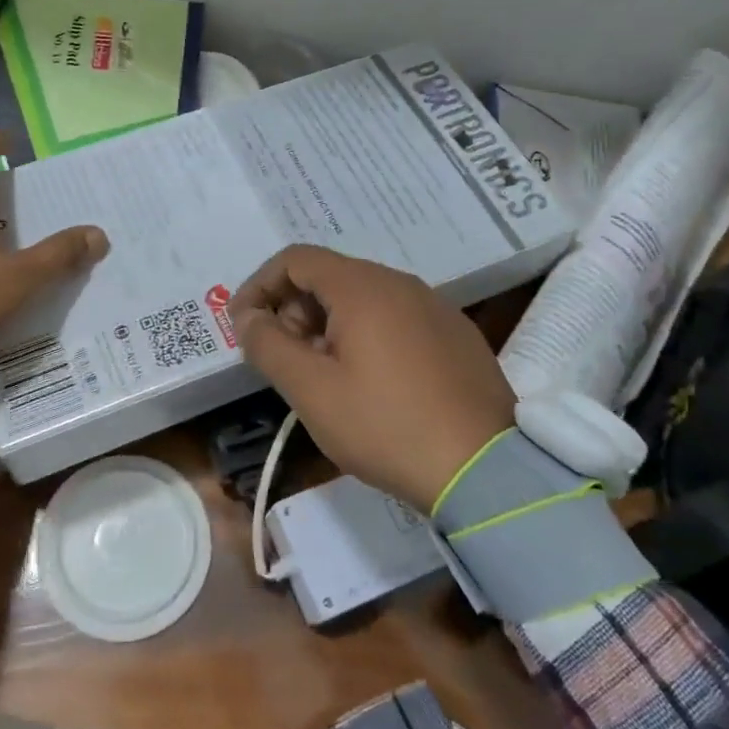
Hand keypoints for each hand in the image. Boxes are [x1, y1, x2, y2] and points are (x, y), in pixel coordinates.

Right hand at [228, 245, 515, 509]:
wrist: (484, 470)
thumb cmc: (386, 426)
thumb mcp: (311, 390)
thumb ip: (269, 345)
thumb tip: (248, 316)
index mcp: (363, 287)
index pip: (295, 259)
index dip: (260, 286)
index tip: (244, 326)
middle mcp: (401, 283)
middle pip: (329, 276)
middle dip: (294, 310)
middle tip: (285, 360)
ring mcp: (435, 306)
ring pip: (363, 298)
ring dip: (328, 325)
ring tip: (324, 376)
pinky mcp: (456, 334)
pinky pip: (396, 318)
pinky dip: (365, 335)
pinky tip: (371, 383)